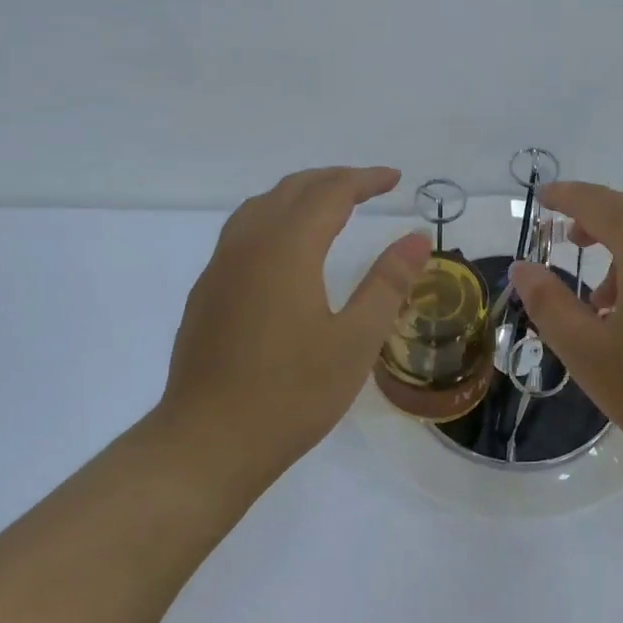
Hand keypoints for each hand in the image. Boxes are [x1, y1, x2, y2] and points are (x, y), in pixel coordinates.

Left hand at [159, 166, 432, 478]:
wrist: (207, 443)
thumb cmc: (290, 395)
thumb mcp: (354, 341)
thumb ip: (387, 283)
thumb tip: (417, 237)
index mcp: (286, 248)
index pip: (330, 192)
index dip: (365, 180)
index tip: (395, 179)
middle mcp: (248, 244)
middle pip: (292, 189)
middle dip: (334, 180)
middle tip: (370, 187)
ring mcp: (220, 267)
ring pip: (261, 206)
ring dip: (300, 195)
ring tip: (330, 206)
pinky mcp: (206, 292)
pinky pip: (242, 231)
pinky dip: (274, 218)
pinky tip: (286, 249)